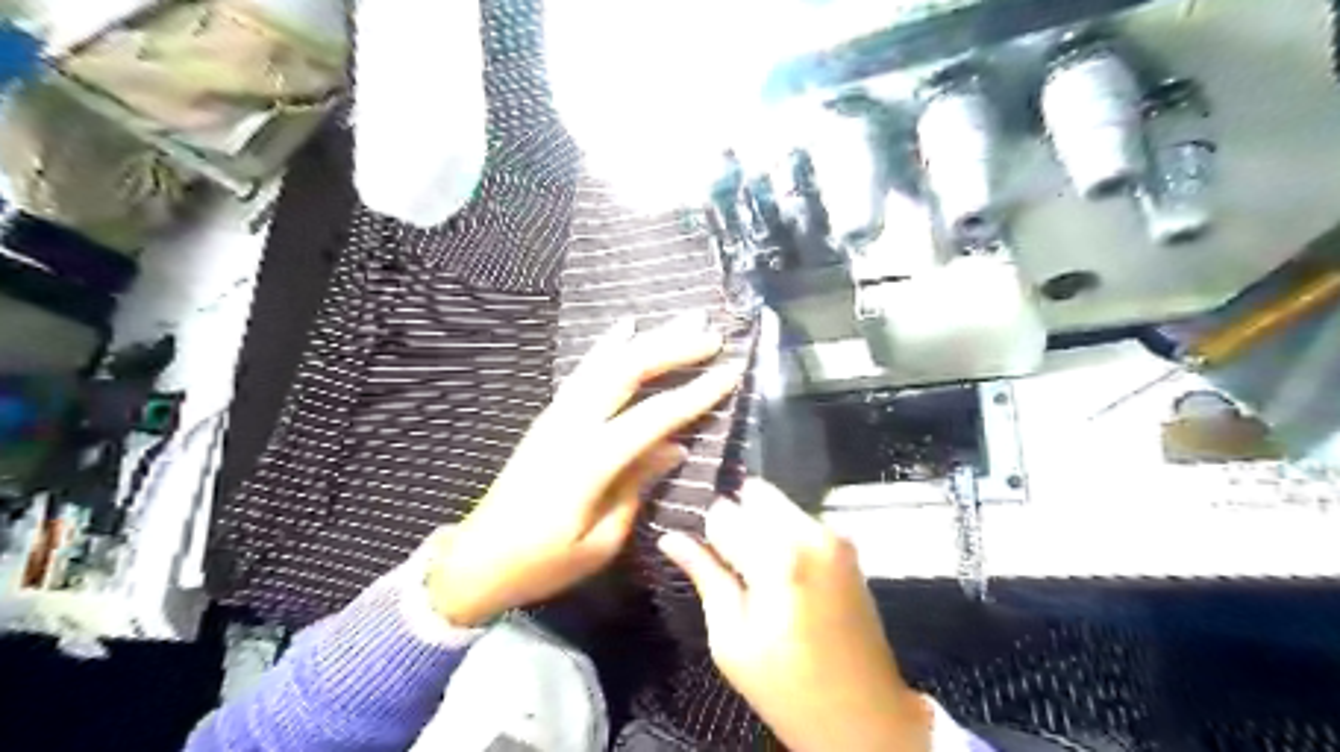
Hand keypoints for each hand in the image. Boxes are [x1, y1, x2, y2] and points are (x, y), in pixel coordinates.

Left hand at [430, 312, 742, 629]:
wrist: (477, 561)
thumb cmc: (543, 563)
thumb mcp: (600, 541)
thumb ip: (637, 486)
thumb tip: (674, 446)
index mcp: (588, 462)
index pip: (654, 417)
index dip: (696, 393)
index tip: (731, 371)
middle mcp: (571, 425)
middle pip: (627, 372)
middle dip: (672, 349)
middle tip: (711, 333)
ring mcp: (556, 415)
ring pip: (606, 363)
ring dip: (647, 339)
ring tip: (682, 319)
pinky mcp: (549, 416)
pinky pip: (584, 371)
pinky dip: (608, 345)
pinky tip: (626, 326)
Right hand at [658, 482, 935, 751]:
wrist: (865, 714)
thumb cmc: (788, 688)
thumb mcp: (732, 641)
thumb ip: (705, 577)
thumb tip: (669, 538)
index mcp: (778, 558)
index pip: (722, 512)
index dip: (709, 536)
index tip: (711, 564)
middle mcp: (810, 532)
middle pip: (753, 493)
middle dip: (737, 521)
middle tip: (734, 567)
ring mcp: (835, 535)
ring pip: (777, 503)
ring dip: (761, 527)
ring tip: (760, 577)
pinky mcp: (848, 546)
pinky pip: (800, 519)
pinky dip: (784, 535)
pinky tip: (785, 578)